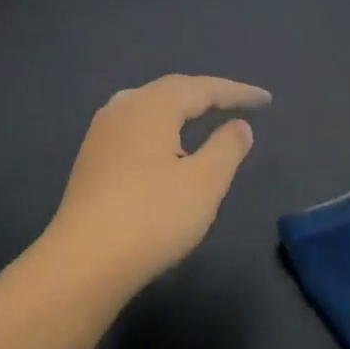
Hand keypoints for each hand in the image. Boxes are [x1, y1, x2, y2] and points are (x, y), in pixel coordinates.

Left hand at [43, 74, 270, 292]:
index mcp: (151, 106)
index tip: (265, 100)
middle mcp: (123, 107)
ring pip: (149, 107)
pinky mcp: (91, 157)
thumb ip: (226, 148)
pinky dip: (161, 127)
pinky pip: (135, 126)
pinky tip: (166, 145)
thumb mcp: (204, 183)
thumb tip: (239, 125)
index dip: (236, 92)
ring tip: (204, 116)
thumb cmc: (152, 216)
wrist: (84, 260)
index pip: (202, 88)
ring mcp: (101, 132)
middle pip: (172, 90)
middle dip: (207, 95)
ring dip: (180, 109)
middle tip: (238, 102)